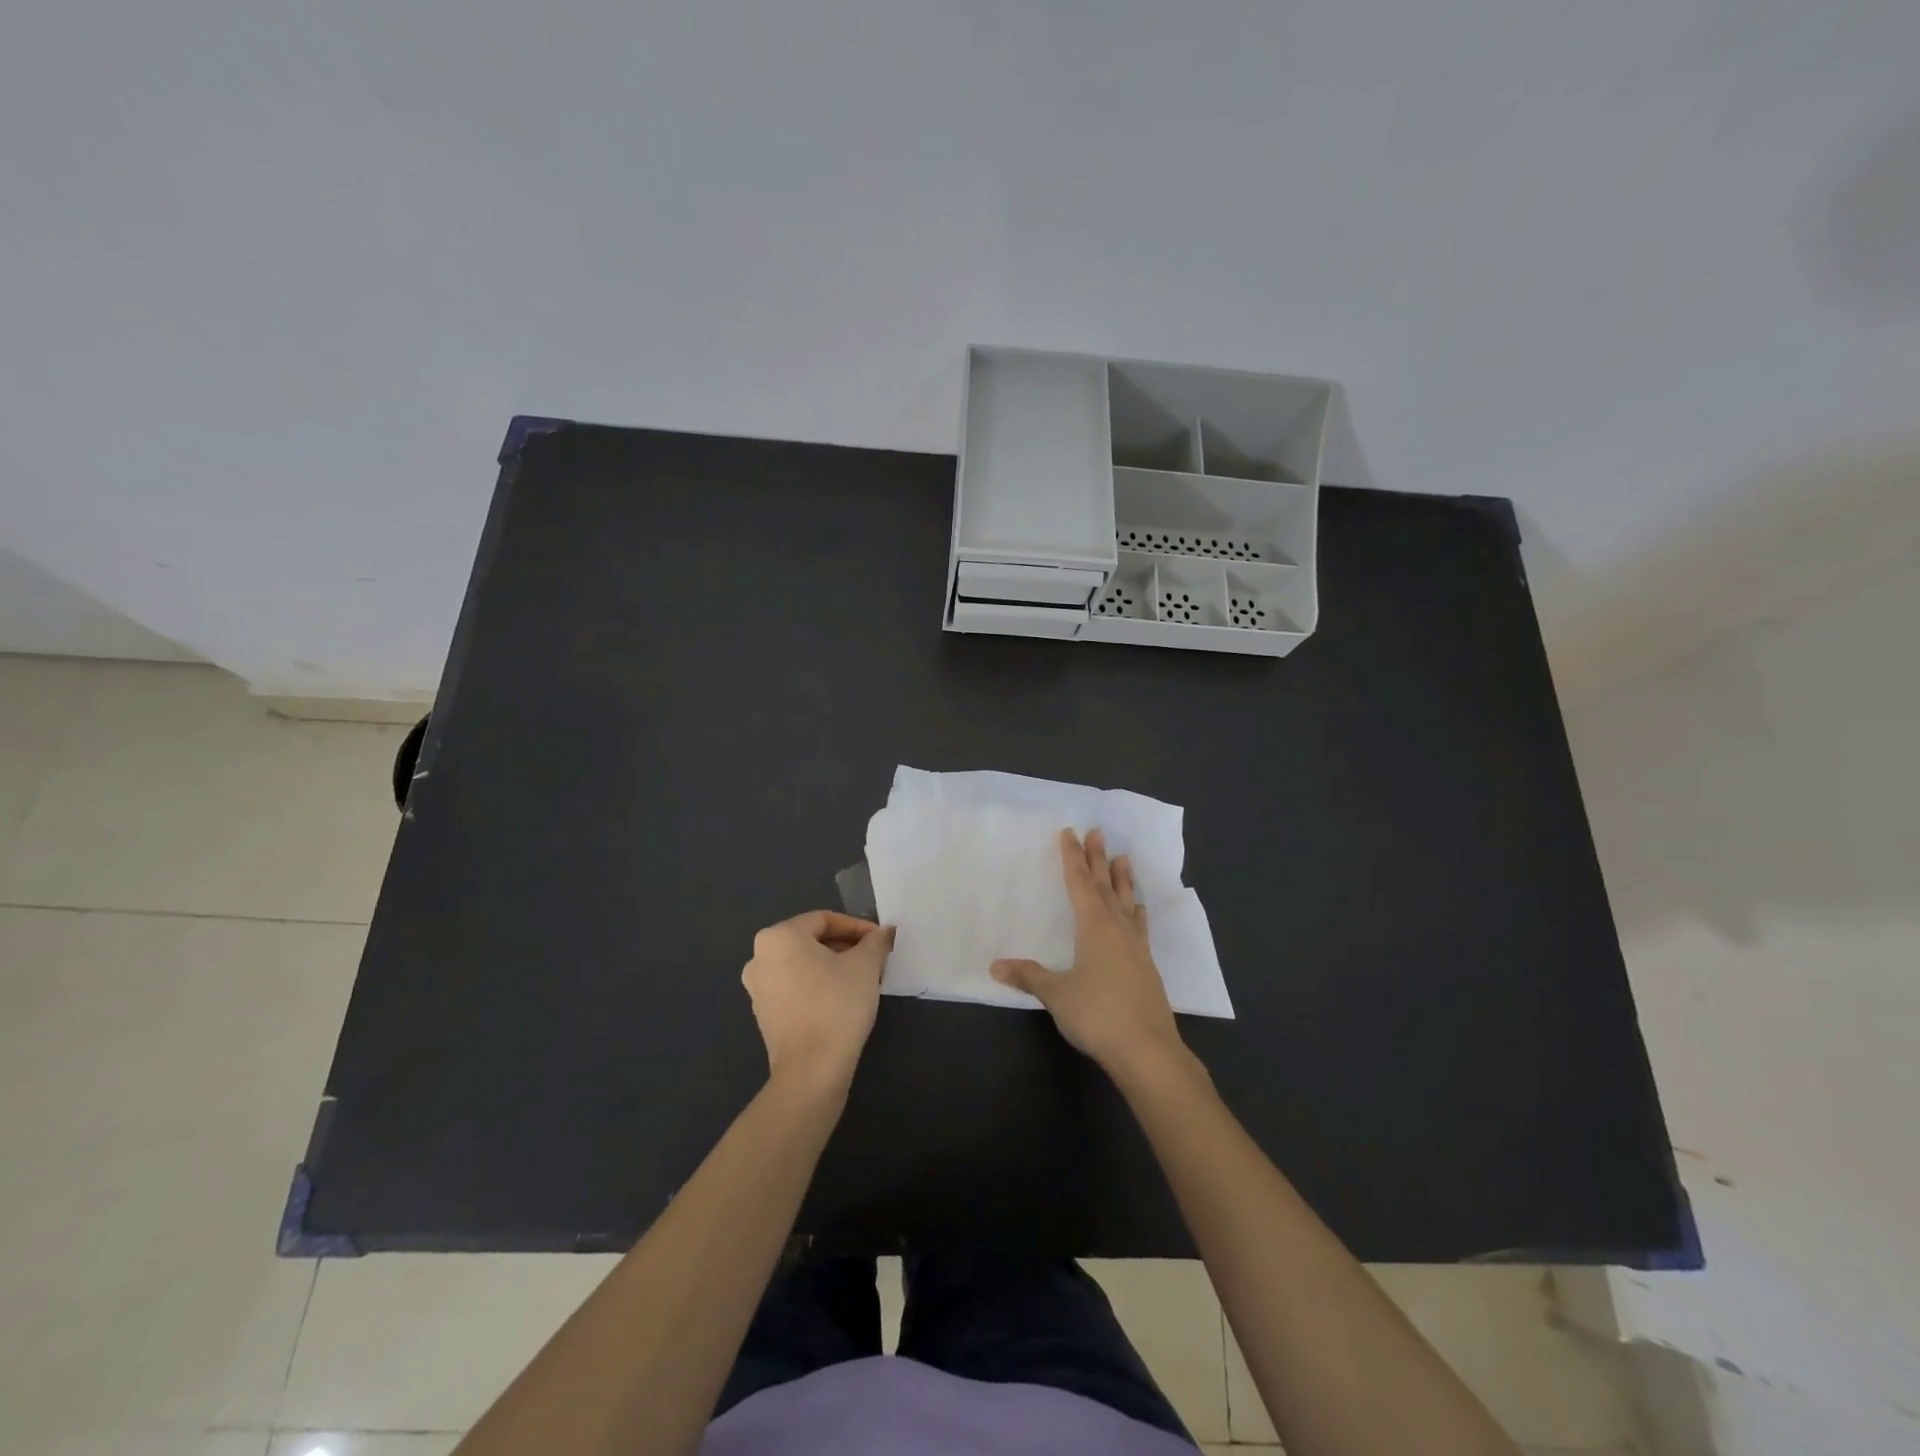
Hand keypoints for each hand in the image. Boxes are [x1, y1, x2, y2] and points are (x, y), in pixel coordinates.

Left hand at [742, 910, 892, 1094]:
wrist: (811, 1070)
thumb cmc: (837, 1005)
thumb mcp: (865, 965)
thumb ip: (875, 941)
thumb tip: (885, 931)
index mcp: (778, 936)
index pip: (824, 920)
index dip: (857, 927)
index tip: (880, 940)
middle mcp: (760, 957)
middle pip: (811, 940)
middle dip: (845, 946)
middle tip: (873, 958)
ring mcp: (758, 988)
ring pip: (803, 965)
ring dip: (832, 966)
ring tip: (862, 978)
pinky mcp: (764, 1014)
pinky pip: (794, 987)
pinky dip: (817, 985)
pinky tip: (842, 999)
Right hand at [991, 828, 1185, 1079]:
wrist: (1147, 1050)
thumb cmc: (1097, 1015)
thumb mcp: (1056, 994)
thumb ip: (1028, 976)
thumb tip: (995, 965)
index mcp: (1093, 928)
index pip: (1079, 884)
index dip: (1072, 858)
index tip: (1070, 833)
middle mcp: (1117, 929)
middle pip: (1105, 886)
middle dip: (1097, 859)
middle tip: (1097, 832)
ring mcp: (1136, 947)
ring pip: (1127, 903)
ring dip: (1123, 880)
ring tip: (1123, 857)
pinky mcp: (1147, 967)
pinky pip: (1140, 927)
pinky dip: (1137, 913)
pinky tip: (1139, 910)